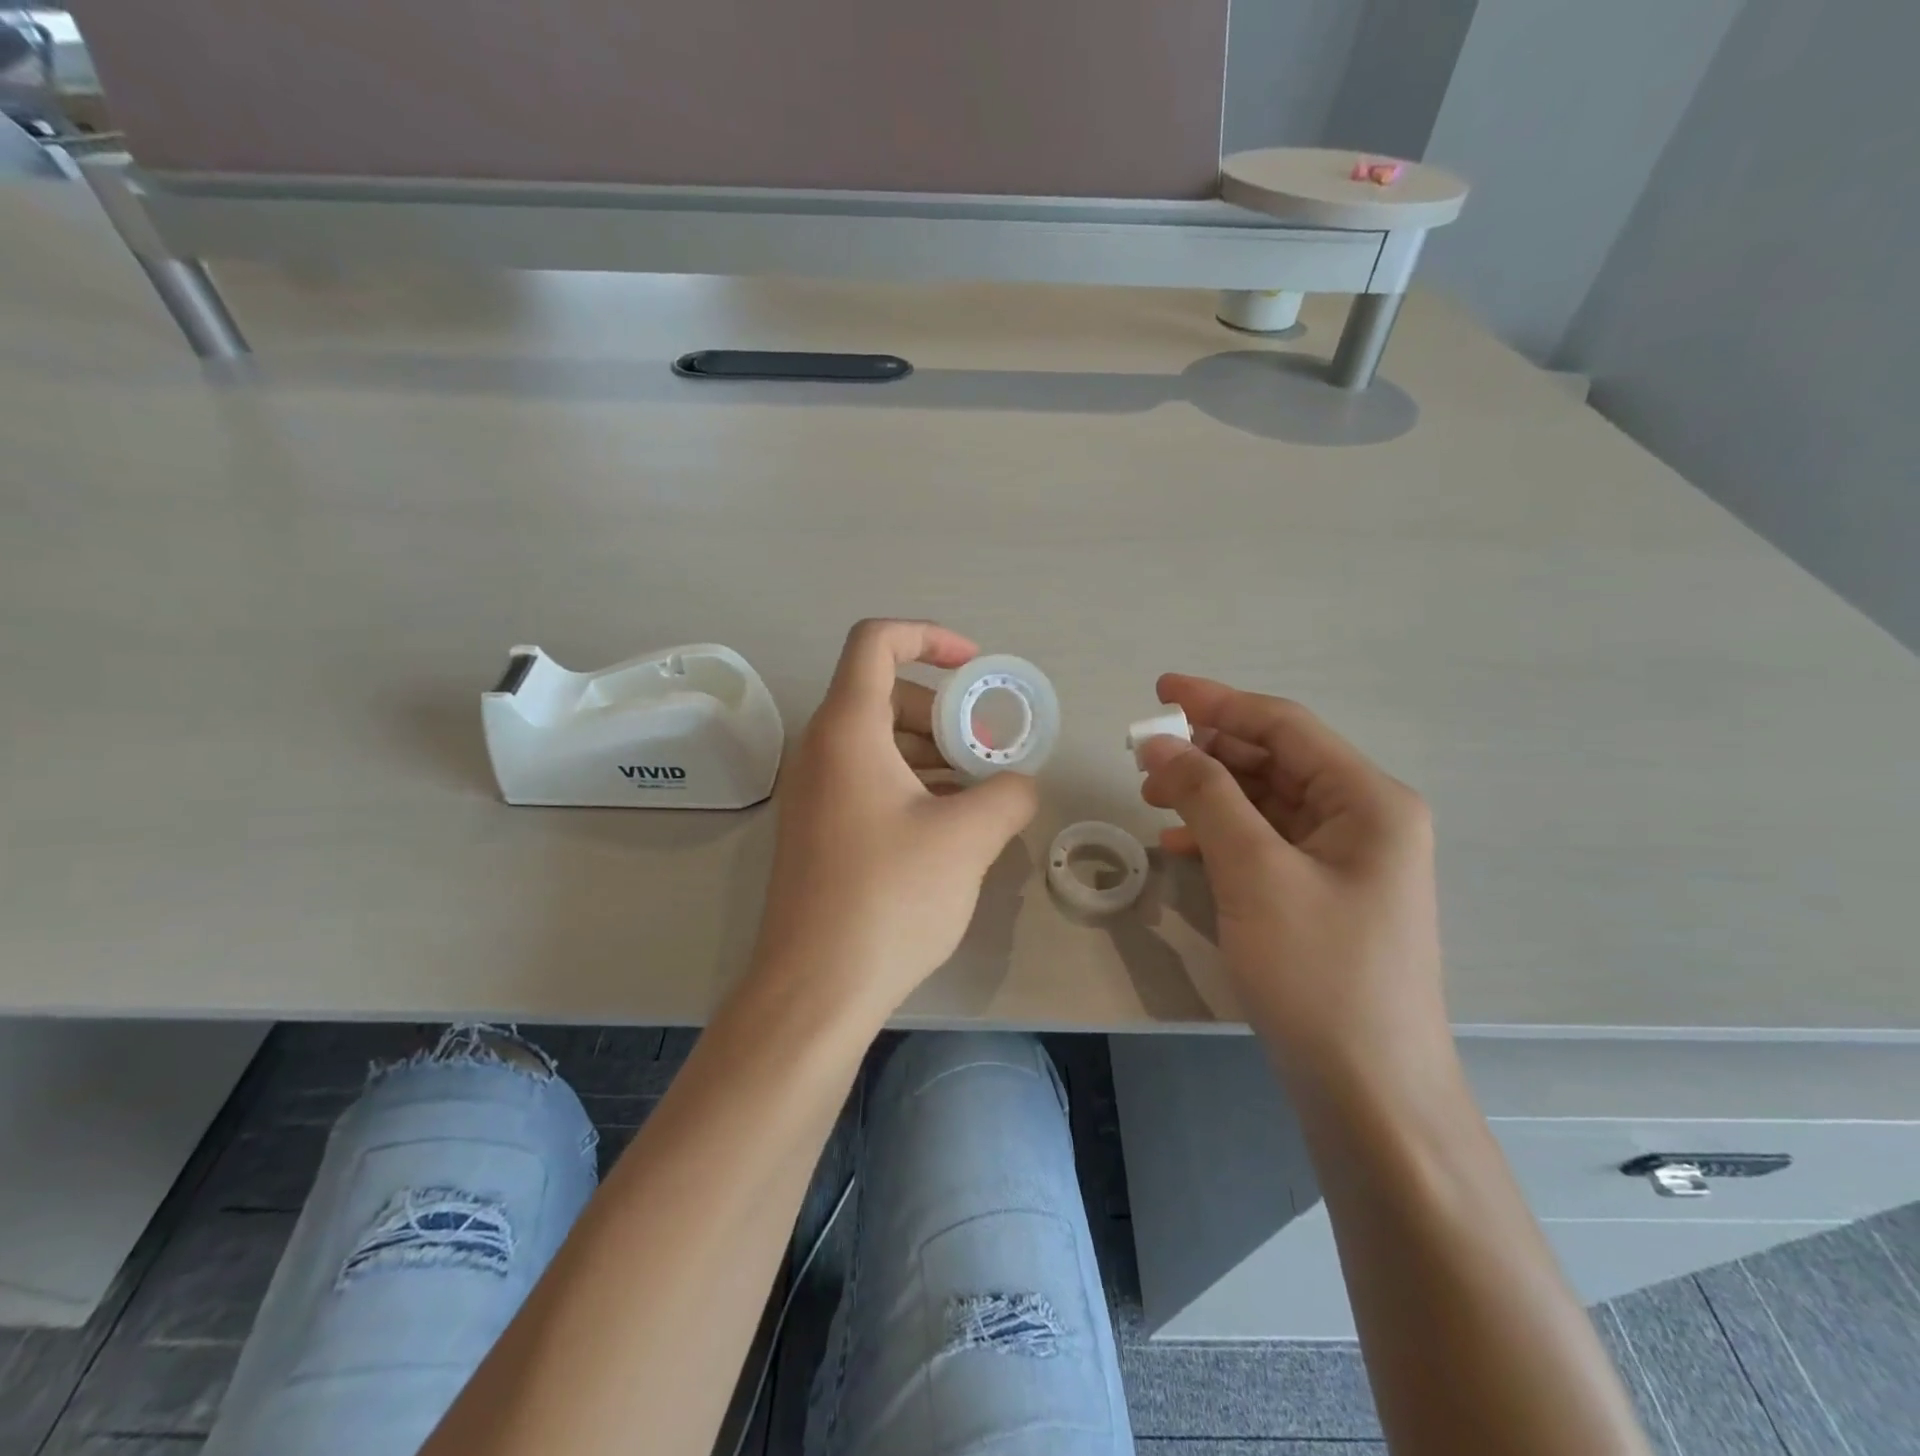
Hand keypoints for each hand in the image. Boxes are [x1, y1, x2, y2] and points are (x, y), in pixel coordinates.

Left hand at [750, 620, 1038, 1016]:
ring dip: (933, 752)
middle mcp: (820, 749)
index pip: (876, 641)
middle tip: (989, 751)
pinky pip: (868, 780)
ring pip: (878, 741)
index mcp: (847, 729)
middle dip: (944, 710)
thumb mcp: (967, 838)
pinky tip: (951, 824)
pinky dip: (911, 783)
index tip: (976, 668)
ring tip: (980, 791)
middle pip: (884, 694)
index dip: (929, 637)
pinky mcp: (818, 829)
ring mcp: (814, 792)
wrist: (815, 988)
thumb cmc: (890, 897)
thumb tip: (1019, 784)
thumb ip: (1008, 793)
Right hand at [1137, 676, 1449, 1085]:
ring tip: (1152, 797)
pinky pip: (1265, 843)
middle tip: (1143, 756)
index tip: (1159, 690)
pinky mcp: (1322, 895)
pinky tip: (1178, 847)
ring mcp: (1345, 860)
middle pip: (1274, 760)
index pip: (1283, 726)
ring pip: (1266, 802)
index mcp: (1368, 799)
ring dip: (1209, 794)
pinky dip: (1221, 835)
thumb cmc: (1318, 973)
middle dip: (1207, 753)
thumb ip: (1206, 797)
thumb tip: (1160, 743)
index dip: (1217, 702)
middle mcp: (1364, 819)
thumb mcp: (1255, 873)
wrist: (1368, 1091)